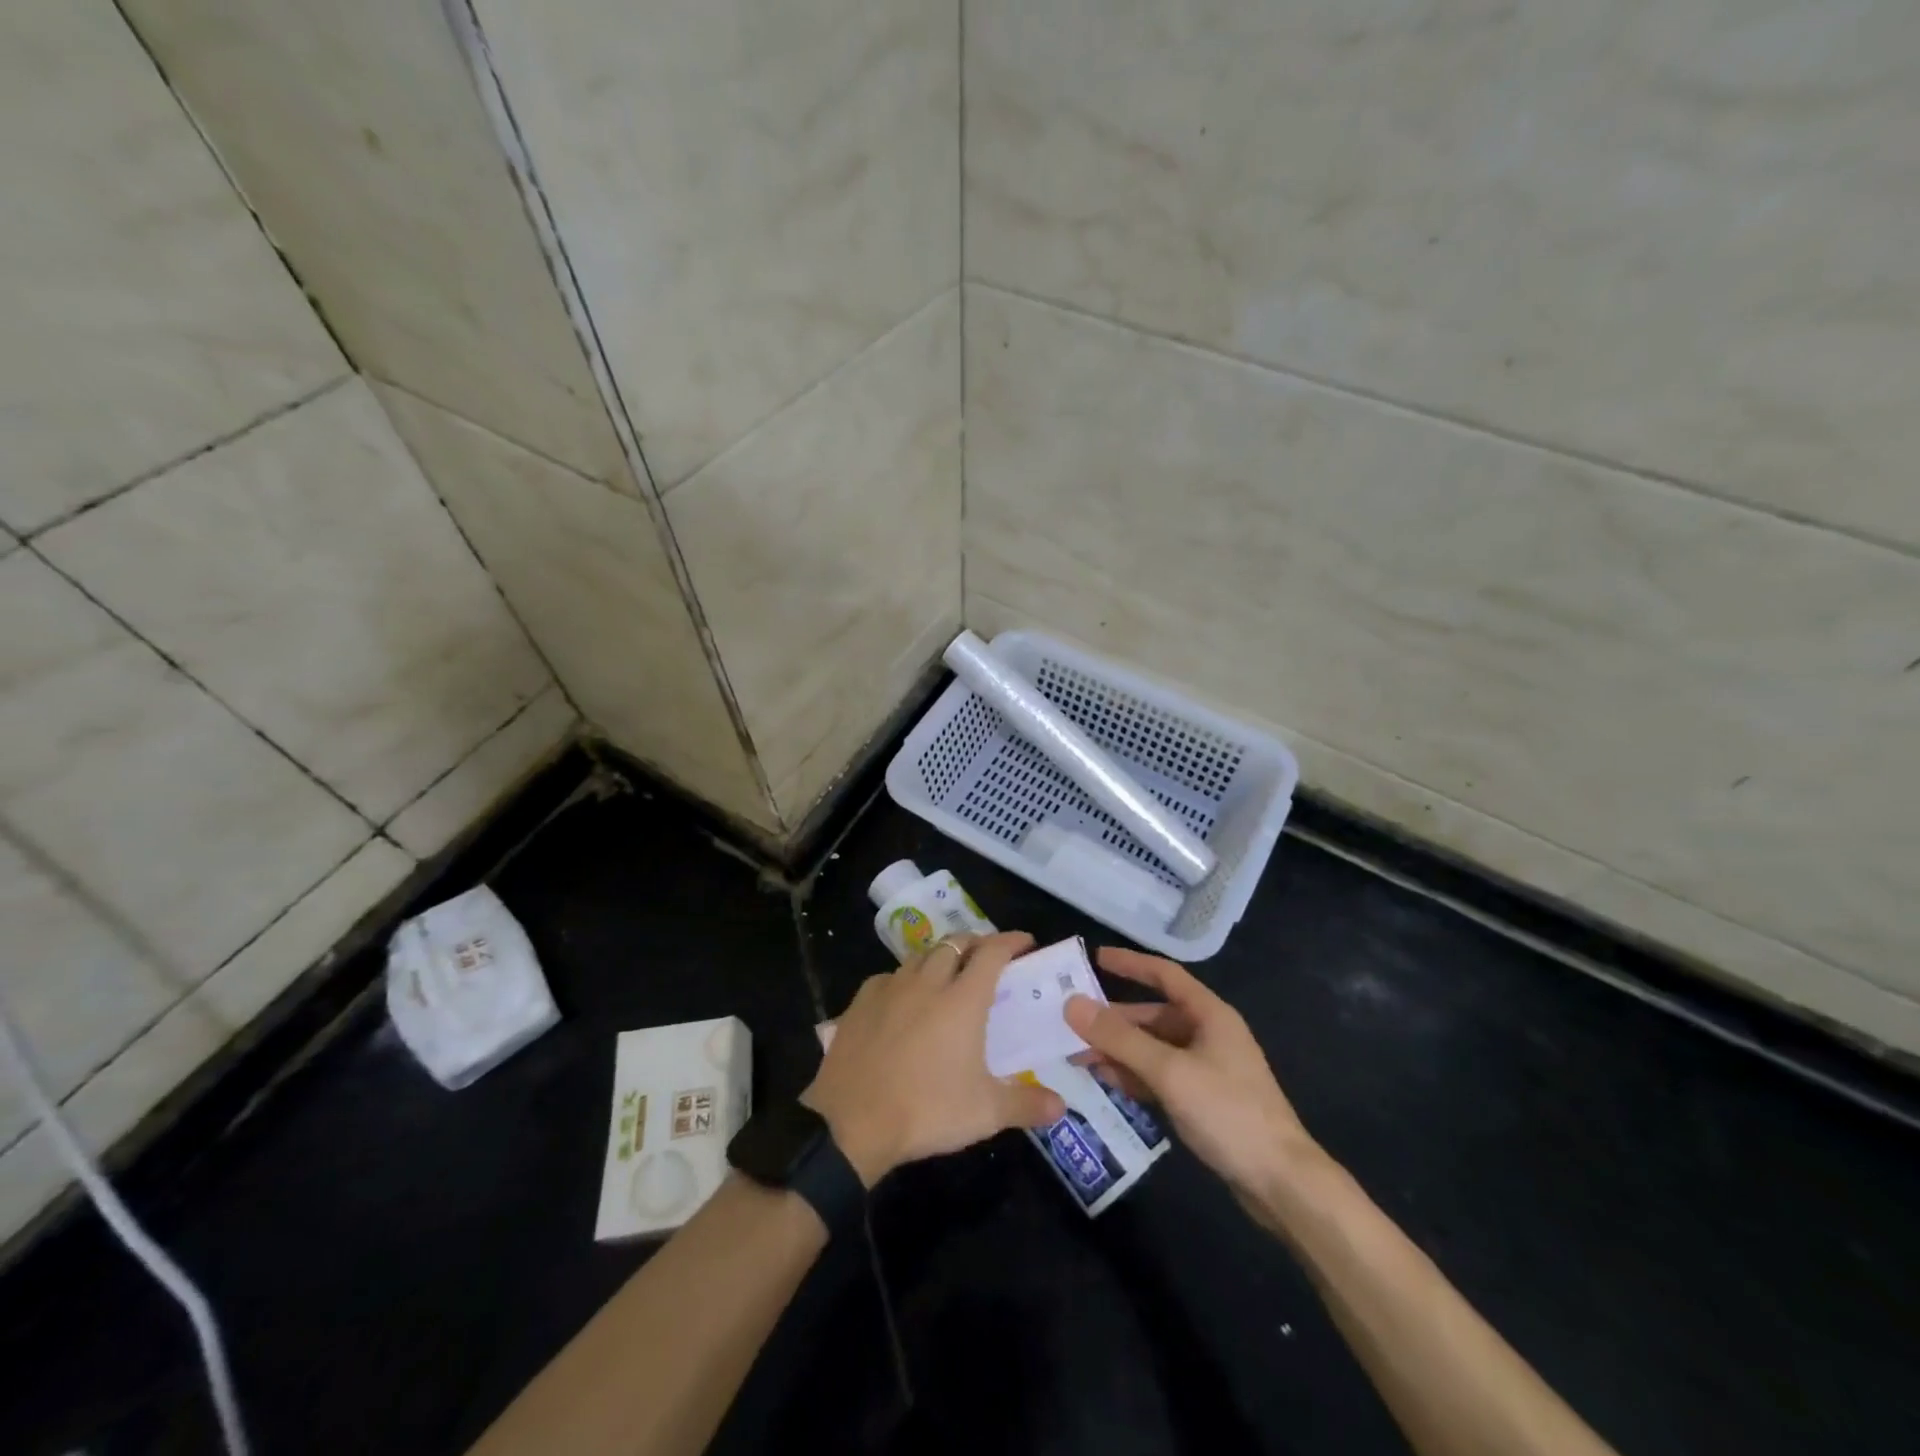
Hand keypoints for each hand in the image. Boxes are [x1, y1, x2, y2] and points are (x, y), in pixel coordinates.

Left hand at [802, 932, 1065, 1186]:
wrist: (851, 1121)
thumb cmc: (926, 1110)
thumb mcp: (985, 1113)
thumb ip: (1026, 1104)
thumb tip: (1062, 1105)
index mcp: (962, 1000)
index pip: (992, 953)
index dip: (1010, 941)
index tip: (1025, 942)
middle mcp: (928, 982)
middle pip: (955, 943)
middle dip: (976, 942)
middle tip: (988, 956)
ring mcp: (891, 988)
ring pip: (921, 955)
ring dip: (941, 956)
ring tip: (949, 972)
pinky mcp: (861, 1001)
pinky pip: (890, 976)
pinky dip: (906, 978)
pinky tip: (904, 997)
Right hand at [1065, 947, 1317, 1214]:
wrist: (1281, 1183)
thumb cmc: (1228, 1113)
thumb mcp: (1169, 1071)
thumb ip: (1120, 1038)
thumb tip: (1072, 1005)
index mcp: (1209, 1014)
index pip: (1164, 975)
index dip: (1130, 963)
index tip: (1094, 958)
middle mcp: (1207, 1034)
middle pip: (1153, 1015)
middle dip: (1113, 1020)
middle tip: (1071, 1023)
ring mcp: (1205, 1069)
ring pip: (1152, 1048)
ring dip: (1118, 1050)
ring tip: (1078, 1056)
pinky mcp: (1202, 1100)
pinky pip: (1159, 1076)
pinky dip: (1133, 1075)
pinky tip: (1106, 1080)